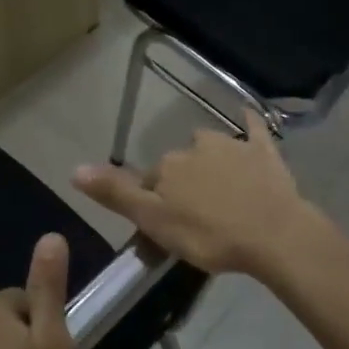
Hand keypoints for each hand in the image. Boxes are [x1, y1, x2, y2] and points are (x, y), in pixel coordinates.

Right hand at [72, 111, 320, 277]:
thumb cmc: (209, 234)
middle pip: (180, 165)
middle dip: (183, 185)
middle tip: (195, 218)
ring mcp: (233, 145)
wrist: (274, 234)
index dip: (155, 204)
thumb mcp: (154, 221)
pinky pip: (254, 129)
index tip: (167, 228)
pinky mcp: (264, 151)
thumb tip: (74, 168)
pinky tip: (250, 113)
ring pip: (212, 149)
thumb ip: (116, 194)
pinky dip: (250, 122)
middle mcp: (196, 146)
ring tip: (221, 194)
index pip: (151, 181)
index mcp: (168, 166)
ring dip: (211, 163)